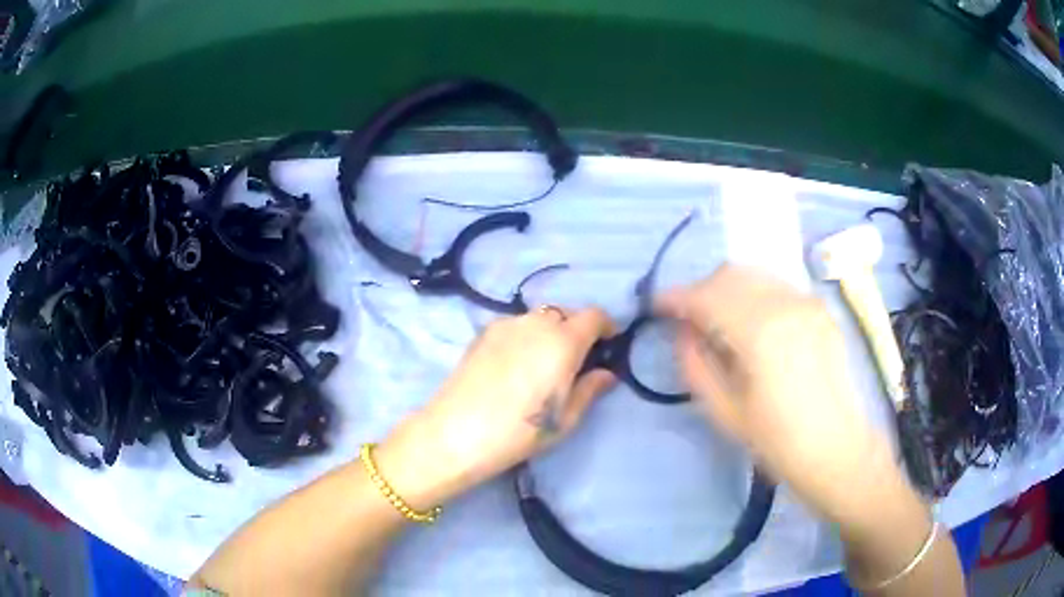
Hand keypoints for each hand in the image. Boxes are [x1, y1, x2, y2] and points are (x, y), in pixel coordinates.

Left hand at [376, 307, 616, 508]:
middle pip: (566, 313)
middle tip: (576, 360)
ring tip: (543, 363)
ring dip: (550, 332)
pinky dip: (526, 336)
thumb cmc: (519, 432)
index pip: (594, 316)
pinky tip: (516, 365)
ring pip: (539, 317)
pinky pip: (516, 325)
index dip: (606, 327)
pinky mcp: (483, 332)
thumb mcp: (565, 419)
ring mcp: (505, 324)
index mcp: (563, 341)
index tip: (608, 345)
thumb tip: (607, 373)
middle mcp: (535, 323)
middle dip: (577, 330)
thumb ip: (590, 389)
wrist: (455, 434)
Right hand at [656, 264, 905, 524]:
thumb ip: (695, 364)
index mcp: (759, 332)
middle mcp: (785, 304)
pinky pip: (776, 287)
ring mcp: (806, 302)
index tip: (657, 307)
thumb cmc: (776, 440)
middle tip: (688, 320)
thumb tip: (682, 331)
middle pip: (730, 274)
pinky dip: (754, 295)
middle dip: (702, 290)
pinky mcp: (819, 309)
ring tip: (719, 320)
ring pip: (754, 274)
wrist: (835, 447)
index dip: (675, 298)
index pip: (706, 297)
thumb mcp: (724, 411)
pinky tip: (752, 324)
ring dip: (728, 289)